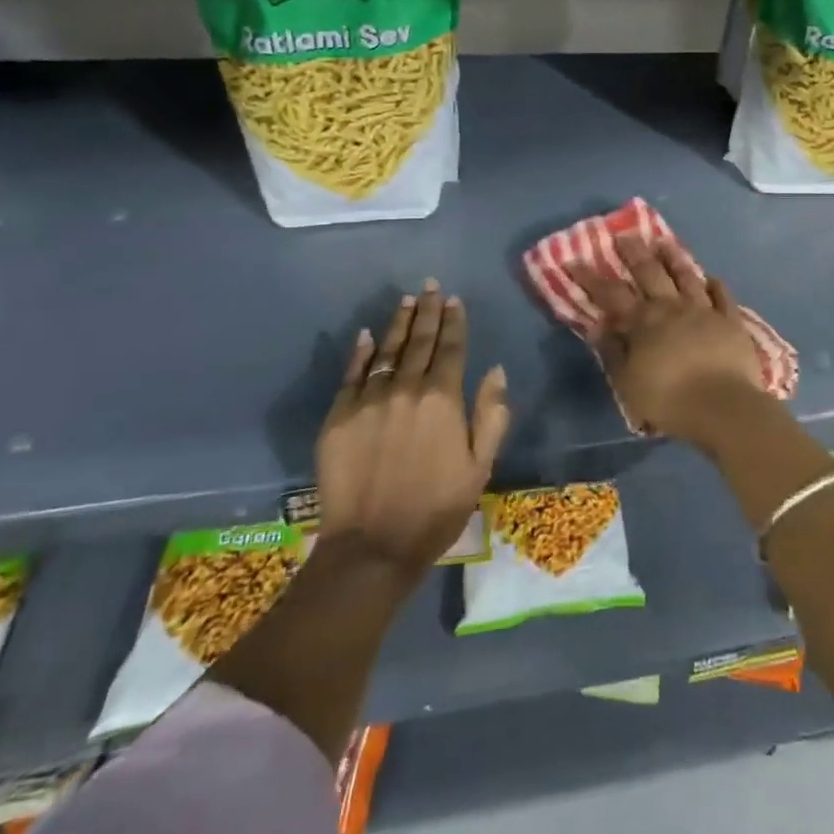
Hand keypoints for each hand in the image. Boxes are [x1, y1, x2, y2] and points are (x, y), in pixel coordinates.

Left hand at [315, 281, 510, 579]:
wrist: (372, 547)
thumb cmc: (436, 508)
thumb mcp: (480, 466)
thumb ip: (491, 415)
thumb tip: (496, 371)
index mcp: (443, 399)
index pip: (452, 349)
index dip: (455, 322)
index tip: (454, 300)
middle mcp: (406, 390)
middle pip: (419, 342)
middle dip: (427, 311)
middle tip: (430, 286)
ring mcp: (368, 402)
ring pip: (386, 352)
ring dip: (397, 324)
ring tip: (406, 301)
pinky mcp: (338, 418)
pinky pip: (350, 376)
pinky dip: (360, 353)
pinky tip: (366, 335)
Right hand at [568, 235, 767, 446]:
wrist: (723, 406)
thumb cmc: (669, 399)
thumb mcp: (628, 383)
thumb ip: (613, 352)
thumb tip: (599, 325)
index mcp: (644, 322)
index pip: (611, 294)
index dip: (591, 277)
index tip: (575, 260)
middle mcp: (673, 307)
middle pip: (651, 273)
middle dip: (635, 253)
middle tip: (625, 235)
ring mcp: (705, 311)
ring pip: (687, 276)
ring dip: (674, 258)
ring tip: (665, 241)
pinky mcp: (731, 321)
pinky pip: (723, 297)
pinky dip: (716, 285)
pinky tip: (712, 278)